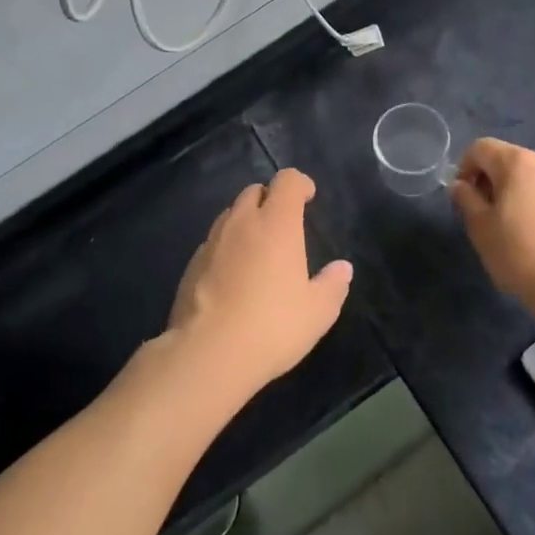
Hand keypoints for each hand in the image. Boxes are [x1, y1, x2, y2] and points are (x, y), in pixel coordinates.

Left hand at [163, 169, 352, 399]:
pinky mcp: (191, 264)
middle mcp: (242, 222)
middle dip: (270, 199)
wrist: (208, 354)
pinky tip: (233, 277)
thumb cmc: (272, 326)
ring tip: (258, 250)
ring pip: (231, 214)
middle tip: (283, 226)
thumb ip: (333, 285)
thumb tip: (342, 268)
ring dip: (246, 221)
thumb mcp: (317, 312)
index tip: (308, 198)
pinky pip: (213, 242)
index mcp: (276, 223)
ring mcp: (212, 241)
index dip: (299, 184)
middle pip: (254, 191)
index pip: (286, 180)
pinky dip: (226, 247)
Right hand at [451, 139, 534, 330]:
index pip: (481, 148)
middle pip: (506, 159)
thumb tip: (461, 185)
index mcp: (518, 162)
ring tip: (508, 225)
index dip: (464, 167)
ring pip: (528, 174)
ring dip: (511, 190)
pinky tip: (533, 232)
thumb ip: (465, 198)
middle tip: (483, 213)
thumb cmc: (520, 254)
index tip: (463, 197)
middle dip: (488, 179)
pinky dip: (533, 200)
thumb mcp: (480, 227)